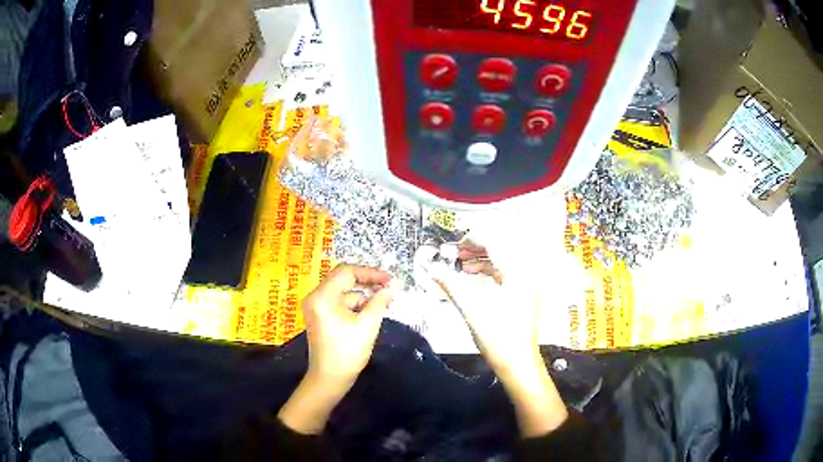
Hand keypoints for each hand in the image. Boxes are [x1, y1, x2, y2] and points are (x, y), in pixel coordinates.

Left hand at [278, 265, 396, 433]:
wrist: (329, 379)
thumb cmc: (348, 352)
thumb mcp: (368, 325)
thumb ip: (380, 302)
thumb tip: (392, 286)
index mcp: (323, 296)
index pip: (347, 272)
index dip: (371, 273)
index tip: (390, 280)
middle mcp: (315, 297)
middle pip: (343, 279)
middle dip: (367, 283)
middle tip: (389, 288)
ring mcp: (316, 306)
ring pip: (343, 291)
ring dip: (363, 295)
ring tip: (383, 304)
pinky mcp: (320, 315)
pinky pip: (339, 302)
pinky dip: (355, 305)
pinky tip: (370, 313)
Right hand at [434, 243, 567, 436]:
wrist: (518, 363)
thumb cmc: (497, 335)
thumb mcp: (471, 308)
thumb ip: (451, 284)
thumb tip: (431, 268)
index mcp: (518, 270)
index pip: (495, 240)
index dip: (472, 238)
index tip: (453, 246)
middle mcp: (526, 271)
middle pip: (501, 246)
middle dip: (477, 246)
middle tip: (456, 252)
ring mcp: (528, 282)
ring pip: (504, 258)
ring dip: (482, 258)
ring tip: (461, 264)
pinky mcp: (525, 292)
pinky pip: (506, 271)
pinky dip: (489, 270)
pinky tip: (473, 277)